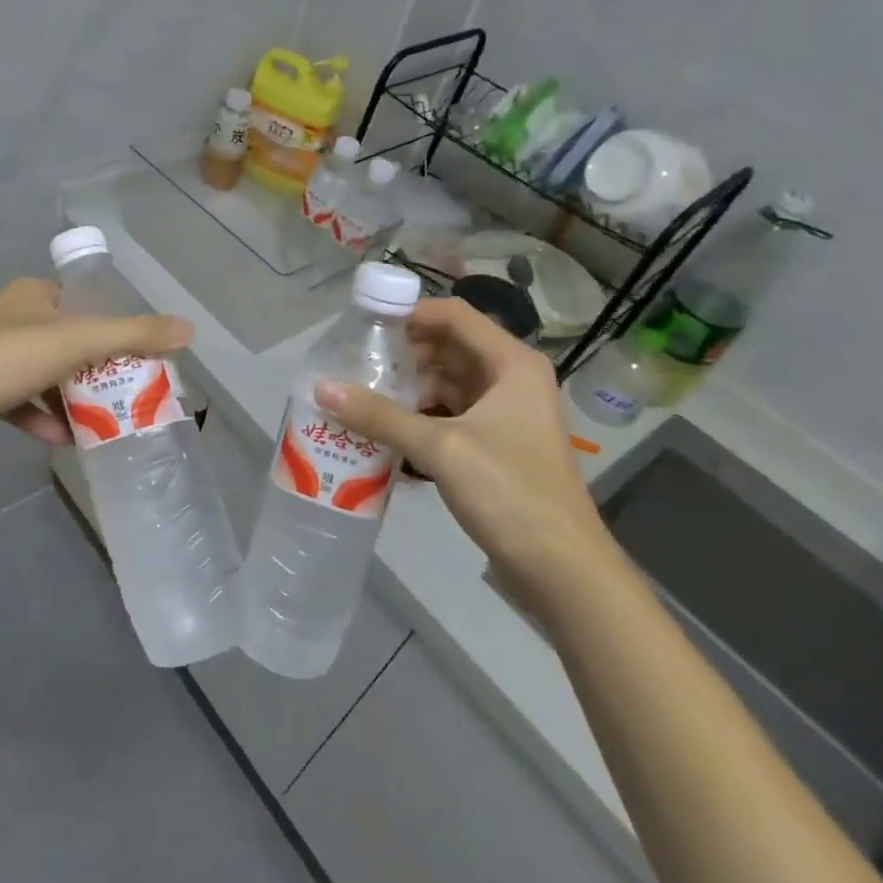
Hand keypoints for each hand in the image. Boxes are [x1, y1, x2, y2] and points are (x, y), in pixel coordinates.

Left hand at [0, 278, 192, 459]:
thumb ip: (134, 335)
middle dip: (95, 370)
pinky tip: (61, 439)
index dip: (112, 328)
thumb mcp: (77, 342)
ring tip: (101, 420)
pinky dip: (43, 417)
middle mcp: (12, 318)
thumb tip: (189, 328)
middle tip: (125, 392)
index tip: (137, 357)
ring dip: (71, 398)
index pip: (83, 304)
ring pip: (46, 375)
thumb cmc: (7, 360)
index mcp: (32, 295)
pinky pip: (22, 401)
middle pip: (68, 342)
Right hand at [315, 296, 623, 615]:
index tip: (363, 327)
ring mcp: (505, 413)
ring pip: (447, 383)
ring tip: (361, 396)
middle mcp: (511, 379)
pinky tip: (384, 428)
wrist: (561, 569)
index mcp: (511, 364)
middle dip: (402, 354)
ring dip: (408, 388)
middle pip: (448, 347)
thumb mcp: (440, 447)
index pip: (454, 315)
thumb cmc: (509, 492)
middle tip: (354, 365)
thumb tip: (321, 388)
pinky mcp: (495, 444)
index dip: (409, 314)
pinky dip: (419, 416)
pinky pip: (450, 413)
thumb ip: (379, 415)